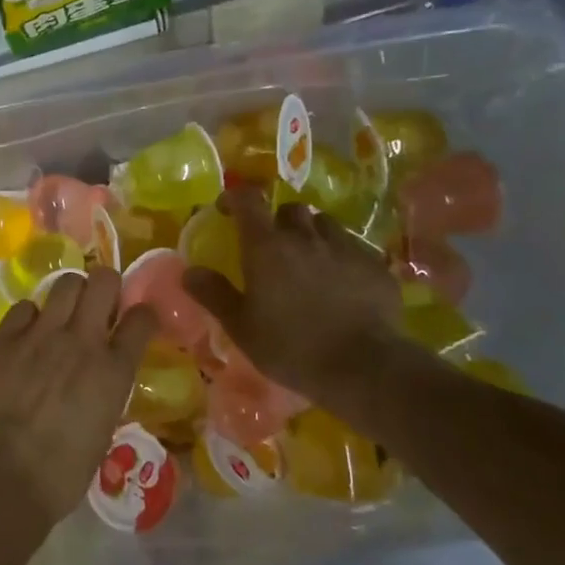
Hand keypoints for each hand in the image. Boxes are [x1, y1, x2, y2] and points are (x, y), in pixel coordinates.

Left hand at [0, 266, 157, 529]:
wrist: (6, 477)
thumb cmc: (64, 471)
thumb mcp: (105, 427)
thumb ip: (109, 387)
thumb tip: (104, 373)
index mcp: (114, 369)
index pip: (142, 317)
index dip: (142, 315)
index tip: (136, 321)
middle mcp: (81, 341)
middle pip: (104, 280)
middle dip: (106, 288)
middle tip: (99, 308)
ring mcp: (40, 335)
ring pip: (65, 283)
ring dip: (71, 295)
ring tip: (64, 315)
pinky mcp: (5, 338)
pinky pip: (24, 307)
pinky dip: (31, 316)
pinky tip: (28, 335)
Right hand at [183, 185, 406, 408]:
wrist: (364, 366)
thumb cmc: (291, 347)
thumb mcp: (241, 327)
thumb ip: (214, 294)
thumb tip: (190, 271)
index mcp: (267, 246)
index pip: (247, 200)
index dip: (234, 198)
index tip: (226, 210)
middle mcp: (305, 236)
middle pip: (289, 209)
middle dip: (277, 220)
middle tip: (272, 245)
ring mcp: (344, 247)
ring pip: (324, 224)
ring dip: (311, 234)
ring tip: (309, 260)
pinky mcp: (375, 264)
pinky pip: (353, 247)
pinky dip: (340, 255)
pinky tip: (342, 282)